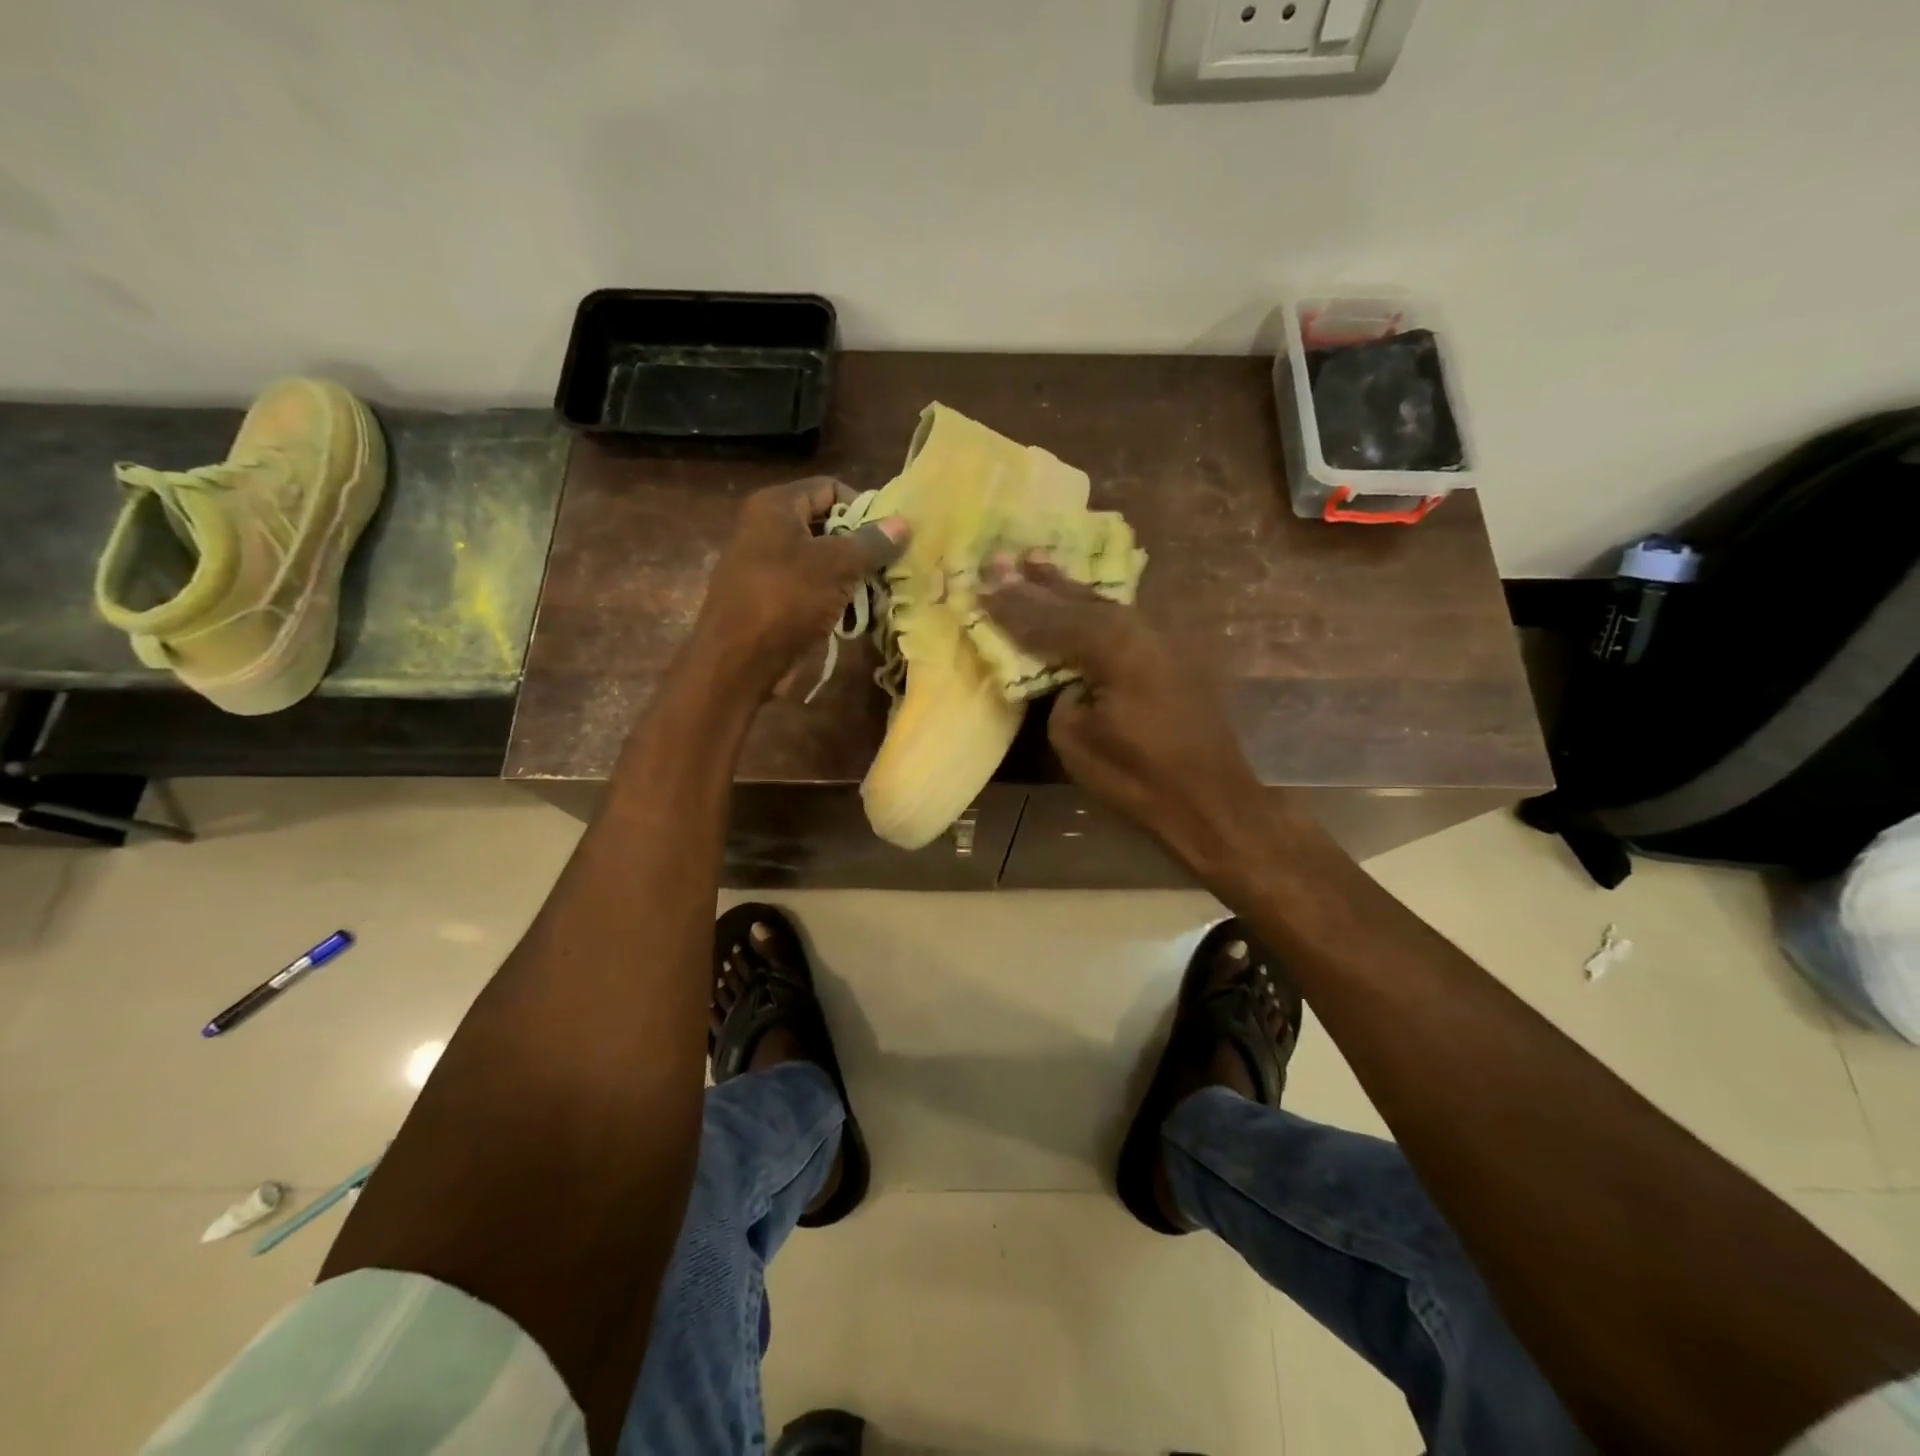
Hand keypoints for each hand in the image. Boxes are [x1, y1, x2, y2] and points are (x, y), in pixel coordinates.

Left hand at [695, 478, 907, 693]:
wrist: (738, 662)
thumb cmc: (786, 600)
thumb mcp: (836, 565)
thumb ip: (871, 543)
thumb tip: (903, 523)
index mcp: (775, 507)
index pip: (830, 488)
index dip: (862, 507)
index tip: (888, 537)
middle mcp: (766, 529)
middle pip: (827, 525)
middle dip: (860, 547)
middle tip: (889, 568)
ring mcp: (767, 567)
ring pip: (821, 562)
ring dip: (851, 578)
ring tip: (878, 595)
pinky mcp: (771, 601)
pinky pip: (811, 590)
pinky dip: (834, 600)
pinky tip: (856, 618)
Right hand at [980, 557, 1273, 877]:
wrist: (1212, 799)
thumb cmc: (1138, 777)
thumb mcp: (1076, 741)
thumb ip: (1062, 695)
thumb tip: (1070, 678)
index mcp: (1112, 646)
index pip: (1050, 622)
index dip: (1013, 608)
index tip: (981, 586)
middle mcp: (1139, 628)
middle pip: (1078, 601)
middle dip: (1037, 584)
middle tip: (1002, 560)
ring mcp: (1162, 638)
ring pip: (1105, 604)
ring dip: (1068, 588)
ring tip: (1037, 562)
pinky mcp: (1175, 654)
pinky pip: (1123, 620)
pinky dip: (1095, 608)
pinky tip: (1084, 598)